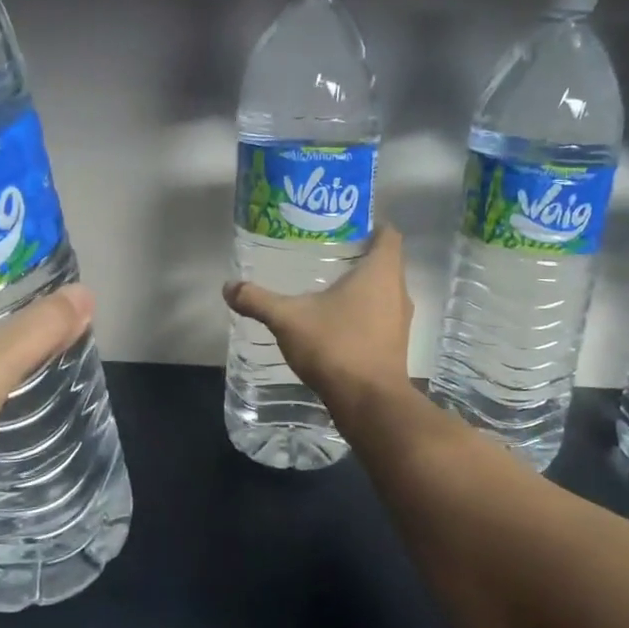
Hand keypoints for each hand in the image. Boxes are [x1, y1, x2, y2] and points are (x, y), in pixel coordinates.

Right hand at [223, 226, 415, 428]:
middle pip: (386, 261)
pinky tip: (336, 321)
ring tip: (328, 285)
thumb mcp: (288, 319)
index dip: (372, 225)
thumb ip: (258, 300)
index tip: (345, 224)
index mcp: (381, 272)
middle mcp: (398, 291)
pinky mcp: (395, 345)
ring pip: (384, 291)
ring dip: (363, 286)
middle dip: (360, 255)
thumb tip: (228, 287)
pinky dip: (364, 312)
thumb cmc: (336, 346)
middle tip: (326, 251)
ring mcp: (400, 321)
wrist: (369, 403)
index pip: (389, 234)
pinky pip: (381, 316)